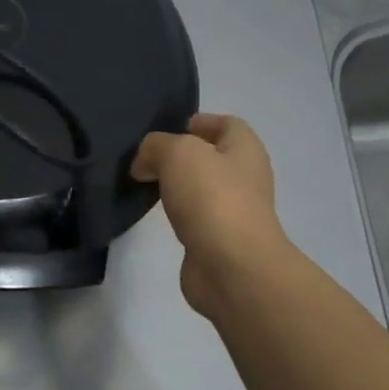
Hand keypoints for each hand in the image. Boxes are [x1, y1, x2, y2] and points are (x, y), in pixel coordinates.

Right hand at [132, 113, 287, 320]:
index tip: (167, 129)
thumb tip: (144, 164)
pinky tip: (155, 215)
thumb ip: (155, 146)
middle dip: (180, 155)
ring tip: (143, 183)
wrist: (232, 268)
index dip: (199, 121)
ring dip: (176, 186)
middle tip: (145, 157)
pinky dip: (176, 215)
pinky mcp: (218, 241)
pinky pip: (194, 218)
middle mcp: (245, 177)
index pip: (226, 124)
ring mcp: (234, 211)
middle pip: (211, 157)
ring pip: (201, 188)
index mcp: (245, 149)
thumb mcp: (177, 153)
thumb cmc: (212, 198)